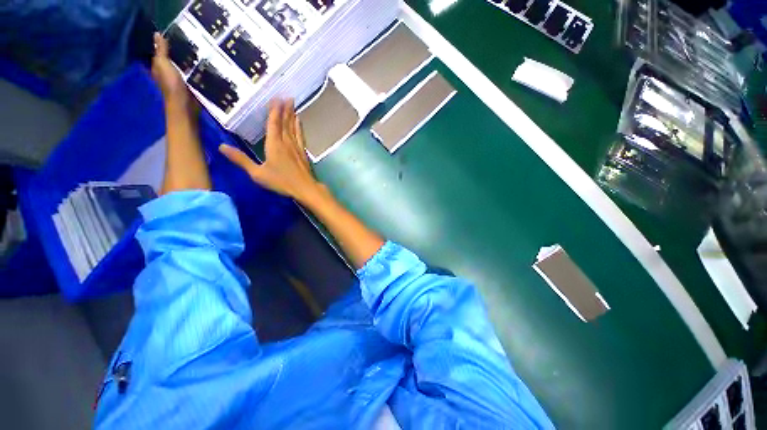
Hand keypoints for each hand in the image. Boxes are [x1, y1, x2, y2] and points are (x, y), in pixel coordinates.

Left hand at [151, 33, 192, 108]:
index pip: (159, 53)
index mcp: (157, 67)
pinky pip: (190, 76)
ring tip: (197, 54)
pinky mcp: (188, 87)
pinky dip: (194, 72)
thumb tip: (157, 34)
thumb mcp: (163, 63)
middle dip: (178, 54)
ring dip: (188, 63)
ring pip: (181, 68)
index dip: (165, 45)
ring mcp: (178, 81)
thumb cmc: (171, 83)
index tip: (175, 36)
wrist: (184, 105)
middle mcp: (166, 74)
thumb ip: (161, 50)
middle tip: (189, 44)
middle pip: (171, 61)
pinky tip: (200, 68)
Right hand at [220, 99, 321, 202]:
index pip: (273, 124)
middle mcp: (286, 142)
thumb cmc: (281, 181)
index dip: (274, 110)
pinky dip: (299, 128)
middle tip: (288, 97)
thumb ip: (241, 159)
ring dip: (293, 116)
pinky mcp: (303, 153)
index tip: (276, 98)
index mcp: (274, 144)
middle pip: (285, 123)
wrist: (305, 188)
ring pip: (294, 128)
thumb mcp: (258, 173)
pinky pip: (301, 137)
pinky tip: (300, 124)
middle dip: (286, 109)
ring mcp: (297, 147)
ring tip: (294, 106)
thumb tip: (221, 147)